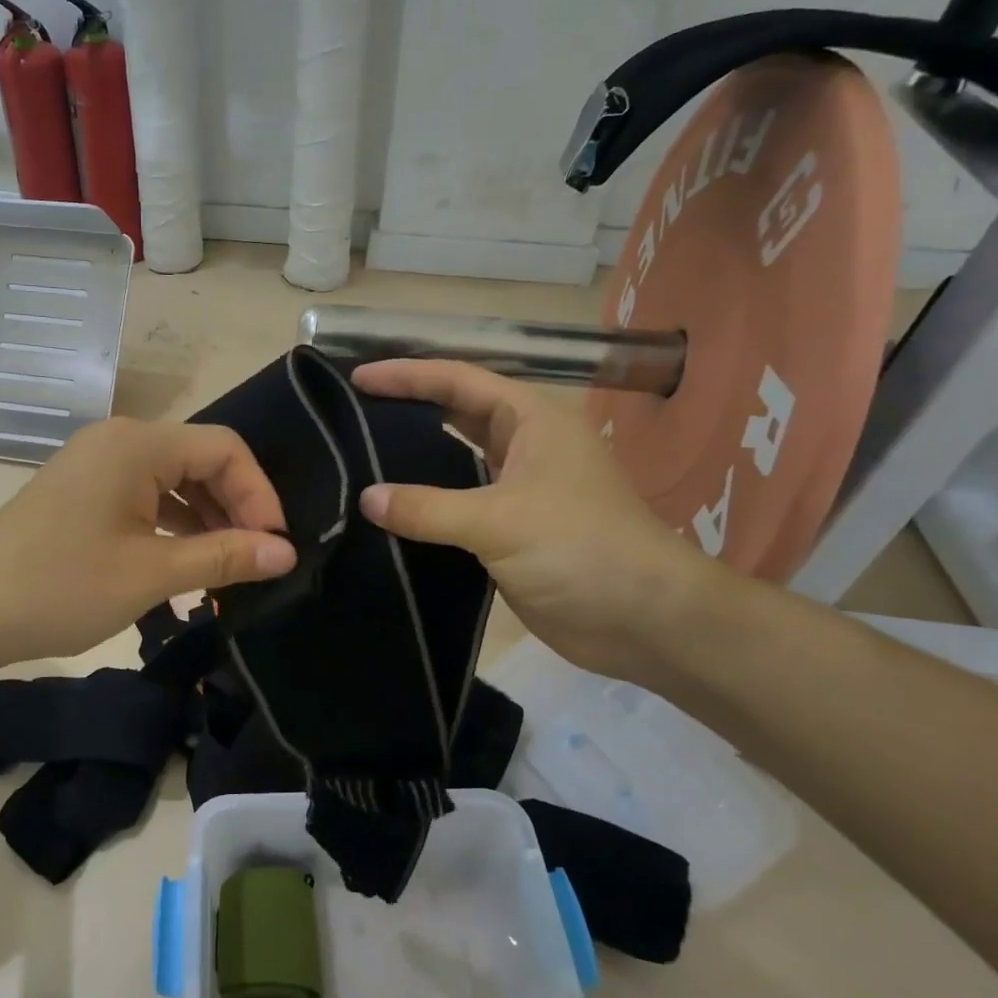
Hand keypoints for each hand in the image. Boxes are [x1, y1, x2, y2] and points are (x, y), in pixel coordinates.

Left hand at [0, 417, 296, 669]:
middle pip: (200, 458)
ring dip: (206, 517)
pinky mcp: (83, 490)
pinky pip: (144, 493)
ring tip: (226, 565)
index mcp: (137, 444)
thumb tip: (286, 552)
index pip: (224, 448)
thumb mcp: (151, 574)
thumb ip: (224, 557)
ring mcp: (96, 463)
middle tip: (255, 559)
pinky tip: (184, 559)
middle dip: (235, 506)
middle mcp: (119, 440)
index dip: (259, 494)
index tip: (275, 546)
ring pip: (173, 477)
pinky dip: (172, 522)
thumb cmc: (60, 587)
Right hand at [351, 360, 723, 680]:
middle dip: (408, 409)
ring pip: (457, 462)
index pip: (459, 381)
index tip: (357, 379)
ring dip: (416, 458)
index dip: (407, 375)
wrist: (644, 621)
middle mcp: (525, 448)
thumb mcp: (499, 521)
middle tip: (352, 414)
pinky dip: (426, 505)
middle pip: (457, 414)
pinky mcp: (511, 532)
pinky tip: (389, 512)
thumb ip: (428, 507)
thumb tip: (366, 499)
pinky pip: (458, 507)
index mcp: (532, 422)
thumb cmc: (580, 550)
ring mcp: (519, 491)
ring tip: (360, 457)